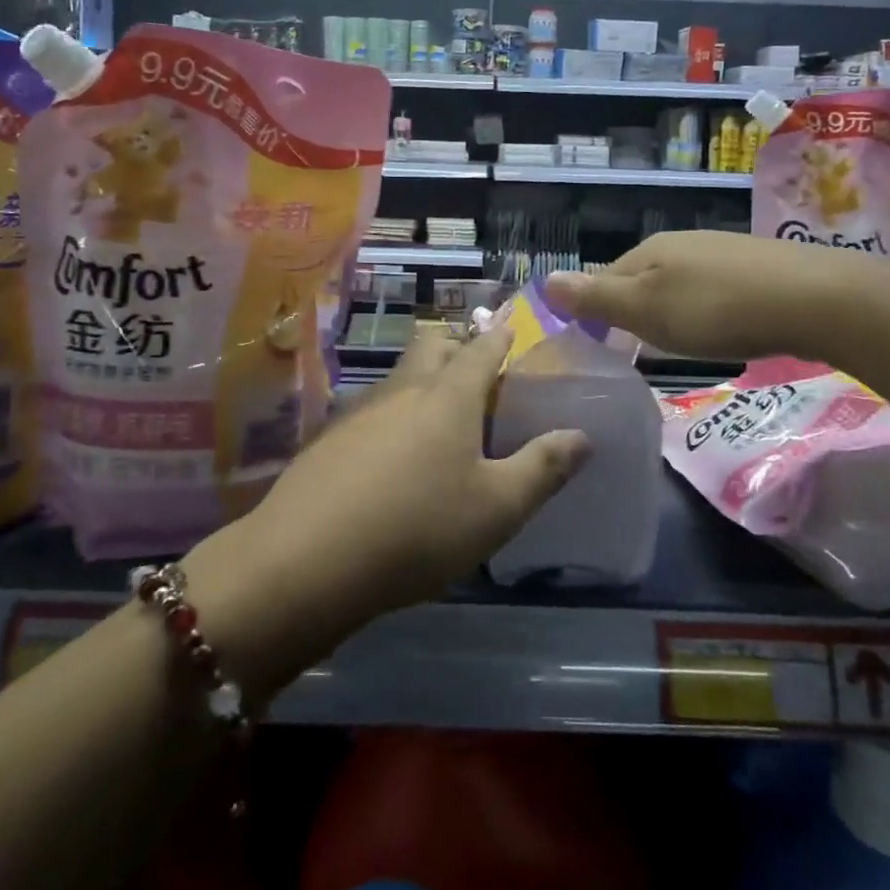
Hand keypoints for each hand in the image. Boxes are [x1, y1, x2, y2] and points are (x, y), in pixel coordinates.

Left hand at [183, 324, 589, 696]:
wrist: (307, 559)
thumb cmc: (418, 528)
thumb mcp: (497, 508)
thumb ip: (543, 468)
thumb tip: (582, 436)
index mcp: (448, 396)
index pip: (481, 350)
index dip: (500, 337)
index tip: (510, 329)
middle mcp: (403, 389)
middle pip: (431, 346)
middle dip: (455, 346)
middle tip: (476, 370)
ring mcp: (360, 411)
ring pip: (399, 376)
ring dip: (422, 379)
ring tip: (439, 412)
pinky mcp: (329, 438)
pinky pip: (372, 409)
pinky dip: (393, 414)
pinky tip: (392, 453)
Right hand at [544, 230, 867, 362]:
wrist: (813, 300)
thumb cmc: (716, 310)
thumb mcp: (646, 310)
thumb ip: (596, 298)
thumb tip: (545, 281)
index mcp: (649, 250)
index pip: (604, 277)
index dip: (596, 309)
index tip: (599, 346)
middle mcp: (682, 242)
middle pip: (643, 276)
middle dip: (635, 309)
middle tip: (638, 348)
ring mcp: (722, 251)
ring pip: (680, 281)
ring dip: (672, 309)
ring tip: (679, 342)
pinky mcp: (757, 267)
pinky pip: (715, 288)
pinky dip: (708, 308)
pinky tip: (723, 327)